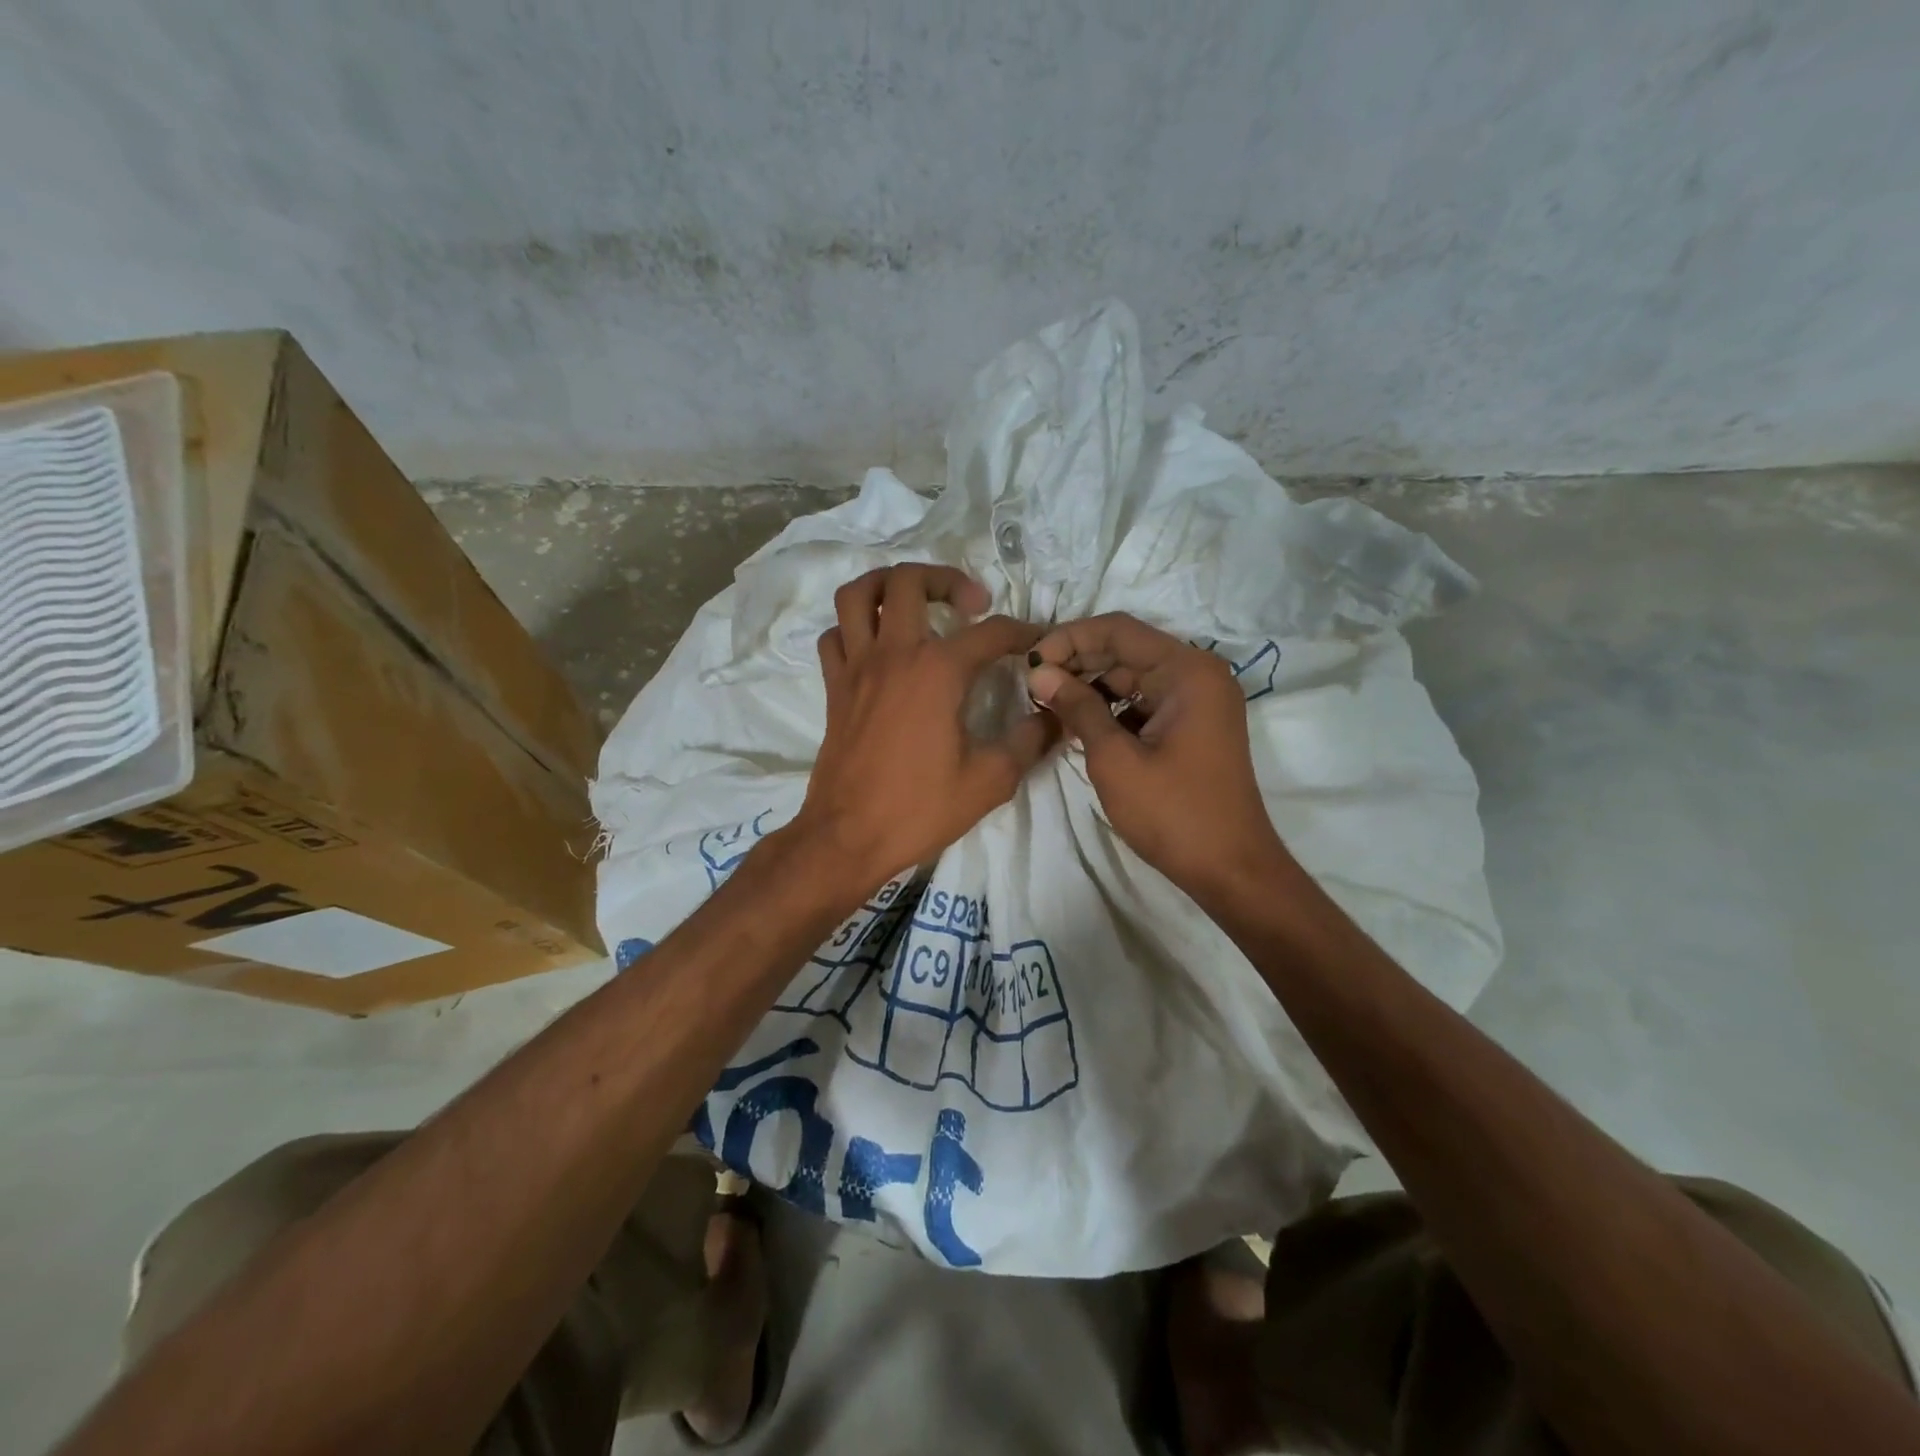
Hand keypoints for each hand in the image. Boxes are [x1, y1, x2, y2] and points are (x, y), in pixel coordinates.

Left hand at [785, 565, 1055, 900]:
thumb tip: (1055, 717)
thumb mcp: (989, 781)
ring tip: (916, 602)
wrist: (847, 838)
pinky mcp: (835, 688)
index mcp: (937, 672)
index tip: (1039, 642)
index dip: (1023, 632)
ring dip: (888, 585)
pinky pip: (835, 636)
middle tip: (971, 605)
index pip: (990, 632)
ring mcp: (857, 668)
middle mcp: (894, 655)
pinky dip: (854, 628)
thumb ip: (1028, 742)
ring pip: (858, 595)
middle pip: (910, 581)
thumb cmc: (919, 810)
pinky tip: (878, 647)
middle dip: (947, 579)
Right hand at [1025, 614, 1289, 901]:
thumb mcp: (1115, 758)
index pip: (1119, 630)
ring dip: (1092, 688)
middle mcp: (1198, 675)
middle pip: (1127, 651)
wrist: (1230, 870)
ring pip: (1133, 678)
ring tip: (1049, 705)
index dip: (1069, 639)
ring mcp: (1199, 701)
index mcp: (1188, 671)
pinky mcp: (1193, 726)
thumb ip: (1077, 708)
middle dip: (1078, 664)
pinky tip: (1079, 725)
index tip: (1031, 661)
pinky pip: (1145, 703)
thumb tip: (1040, 673)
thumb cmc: (1172, 813)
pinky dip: (1112, 710)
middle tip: (1033, 686)